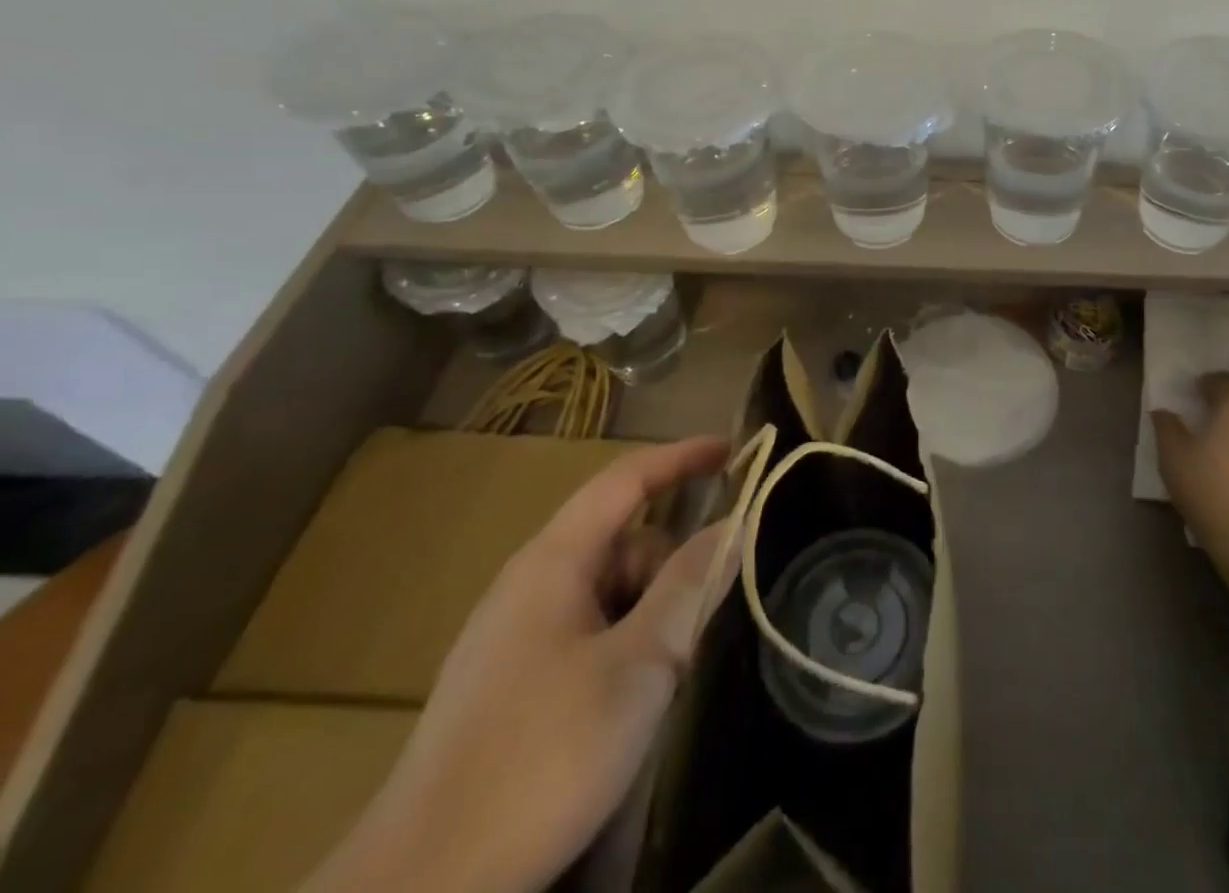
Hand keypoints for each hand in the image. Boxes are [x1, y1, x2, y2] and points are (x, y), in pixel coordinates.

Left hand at [307, 437, 735, 892]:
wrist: (419, 891)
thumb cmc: (539, 758)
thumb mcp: (637, 666)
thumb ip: (690, 587)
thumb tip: (735, 524)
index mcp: (552, 562)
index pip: (626, 480)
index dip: (682, 458)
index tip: (735, 453)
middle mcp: (530, 585)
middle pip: (625, 544)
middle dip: (671, 572)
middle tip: (696, 633)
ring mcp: (516, 636)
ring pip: (610, 594)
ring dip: (649, 619)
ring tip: (660, 684)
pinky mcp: (511, 684)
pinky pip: (588, 634)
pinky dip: (624, 648)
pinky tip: (626, 707)